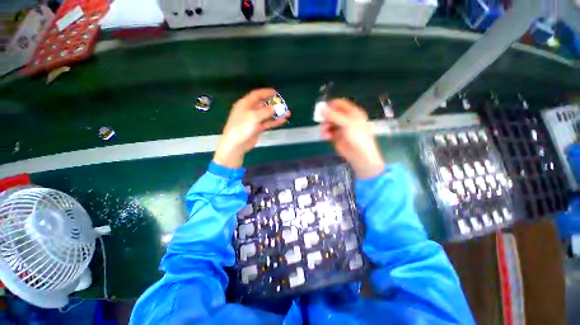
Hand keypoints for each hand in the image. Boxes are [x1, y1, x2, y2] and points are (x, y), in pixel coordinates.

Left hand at [213, 88, 289, 167]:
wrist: (236, 144)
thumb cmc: (242, 127)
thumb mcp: (253, 117)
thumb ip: (265, 111)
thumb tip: (275, 107)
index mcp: (245, 104)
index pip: (256, 95)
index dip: (266, 93)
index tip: (276, 93)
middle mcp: (250, 110)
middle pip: (263, 105)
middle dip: (274, 104)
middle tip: (284, 105)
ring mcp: (254, 120)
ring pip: (267, 115)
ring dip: (276, 114)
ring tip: (287, 113)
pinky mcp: (257, 128)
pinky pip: (267, 123)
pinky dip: (274, 122)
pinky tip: (282, 121)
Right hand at [321, 99, 384, 177]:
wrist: (359, 155)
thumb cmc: (357, 136)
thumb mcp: (346, 123)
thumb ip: (333, 115)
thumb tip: (321, 108)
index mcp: (352, 113)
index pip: (340, 104)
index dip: (330, 105)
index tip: (321, 108)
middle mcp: (346, 119)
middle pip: (332, 114)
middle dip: (326, 117)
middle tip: (321, 121)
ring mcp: (341, 128)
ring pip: (328, 123)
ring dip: (324, 127)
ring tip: (324, 132)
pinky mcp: (336, 137)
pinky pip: (328, 132)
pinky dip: (325, 133)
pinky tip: (325, 137)